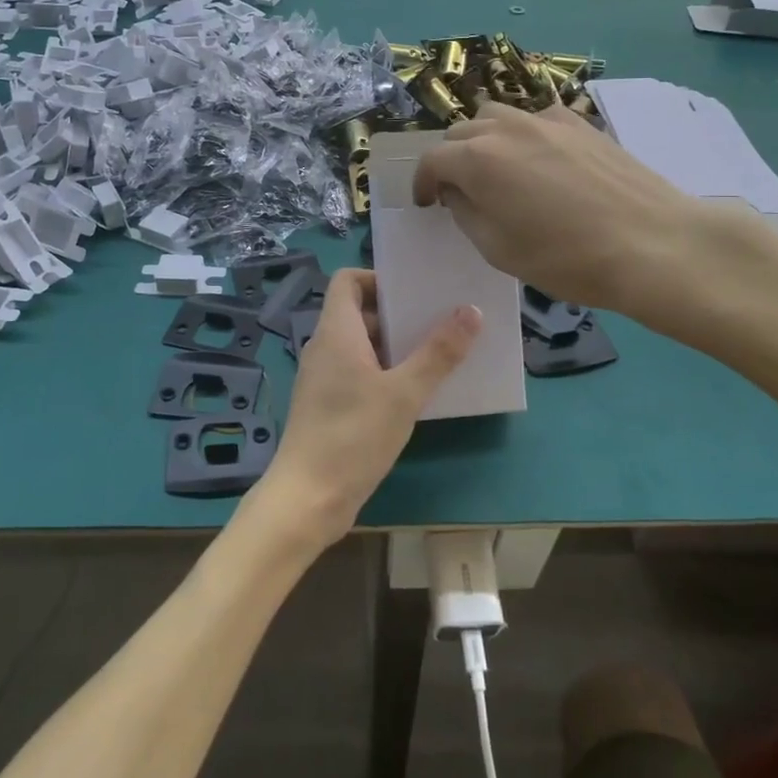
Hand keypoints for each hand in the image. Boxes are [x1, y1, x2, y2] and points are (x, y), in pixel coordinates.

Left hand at [258, 268, 478, 552]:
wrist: (307, 499)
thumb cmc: (353, 436)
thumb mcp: (404, 393)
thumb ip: (438, 352)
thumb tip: (471, 311)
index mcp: (336, 332)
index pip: (348, 281)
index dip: (378, 278)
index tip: (414, 292)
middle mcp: (324, 347)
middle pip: (358, 312)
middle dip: (397, 314)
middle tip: (439, 320)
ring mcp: (323, 378)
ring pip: (360, 345)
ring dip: (395, 345)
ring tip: (437, 353)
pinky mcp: (327, 405)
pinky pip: (357, 372)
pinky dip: (384, 371)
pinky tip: (414, 392)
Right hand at [410, 104, 777, 340]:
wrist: (652, 243)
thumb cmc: (566, 257)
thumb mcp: (498, 249)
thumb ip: (466, 212)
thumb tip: (457, 191)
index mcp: (477, 159)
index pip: (431, 160)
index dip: (422, 183)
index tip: (428, 204)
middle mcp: (505, 127)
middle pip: (460, 132)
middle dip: (451, 160)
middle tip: (462, 192)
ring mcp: (546, 119)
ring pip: (496, 116)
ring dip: (484, 140)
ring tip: (498, 170)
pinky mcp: (580, 123)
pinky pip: (535, 118)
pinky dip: (523, 134)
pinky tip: (541, 161)